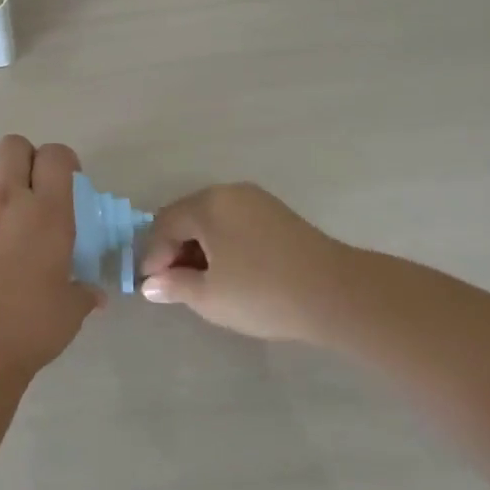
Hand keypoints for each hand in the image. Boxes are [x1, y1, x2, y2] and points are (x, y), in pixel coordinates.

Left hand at [0, 136, 104, 371]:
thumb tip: (94, 295)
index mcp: (47, 212)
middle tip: (30, 186)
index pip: (56, 156)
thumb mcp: (70, 309)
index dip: (63, 161)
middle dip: (23, 158)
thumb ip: (83, 294)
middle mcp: (7, 199)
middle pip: (12, 146)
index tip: (67, 181)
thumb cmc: (30, 325)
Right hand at [138, 183, 347, 343]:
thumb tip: (151, 285)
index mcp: (207, 204)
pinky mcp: (278, 215)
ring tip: (202, 282)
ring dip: (199, 248)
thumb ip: (174, 286)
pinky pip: (235, 223)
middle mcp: (229, 193)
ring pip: (212, 220)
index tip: (153, 288)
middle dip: (174, 250)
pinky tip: (230, 272)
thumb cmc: (262, 293)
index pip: (163, 225)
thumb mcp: (209, 297)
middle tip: (174, 285)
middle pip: (187, 217)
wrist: (338, 294)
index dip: (153, 257)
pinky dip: (223, 244)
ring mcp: (257, 201)